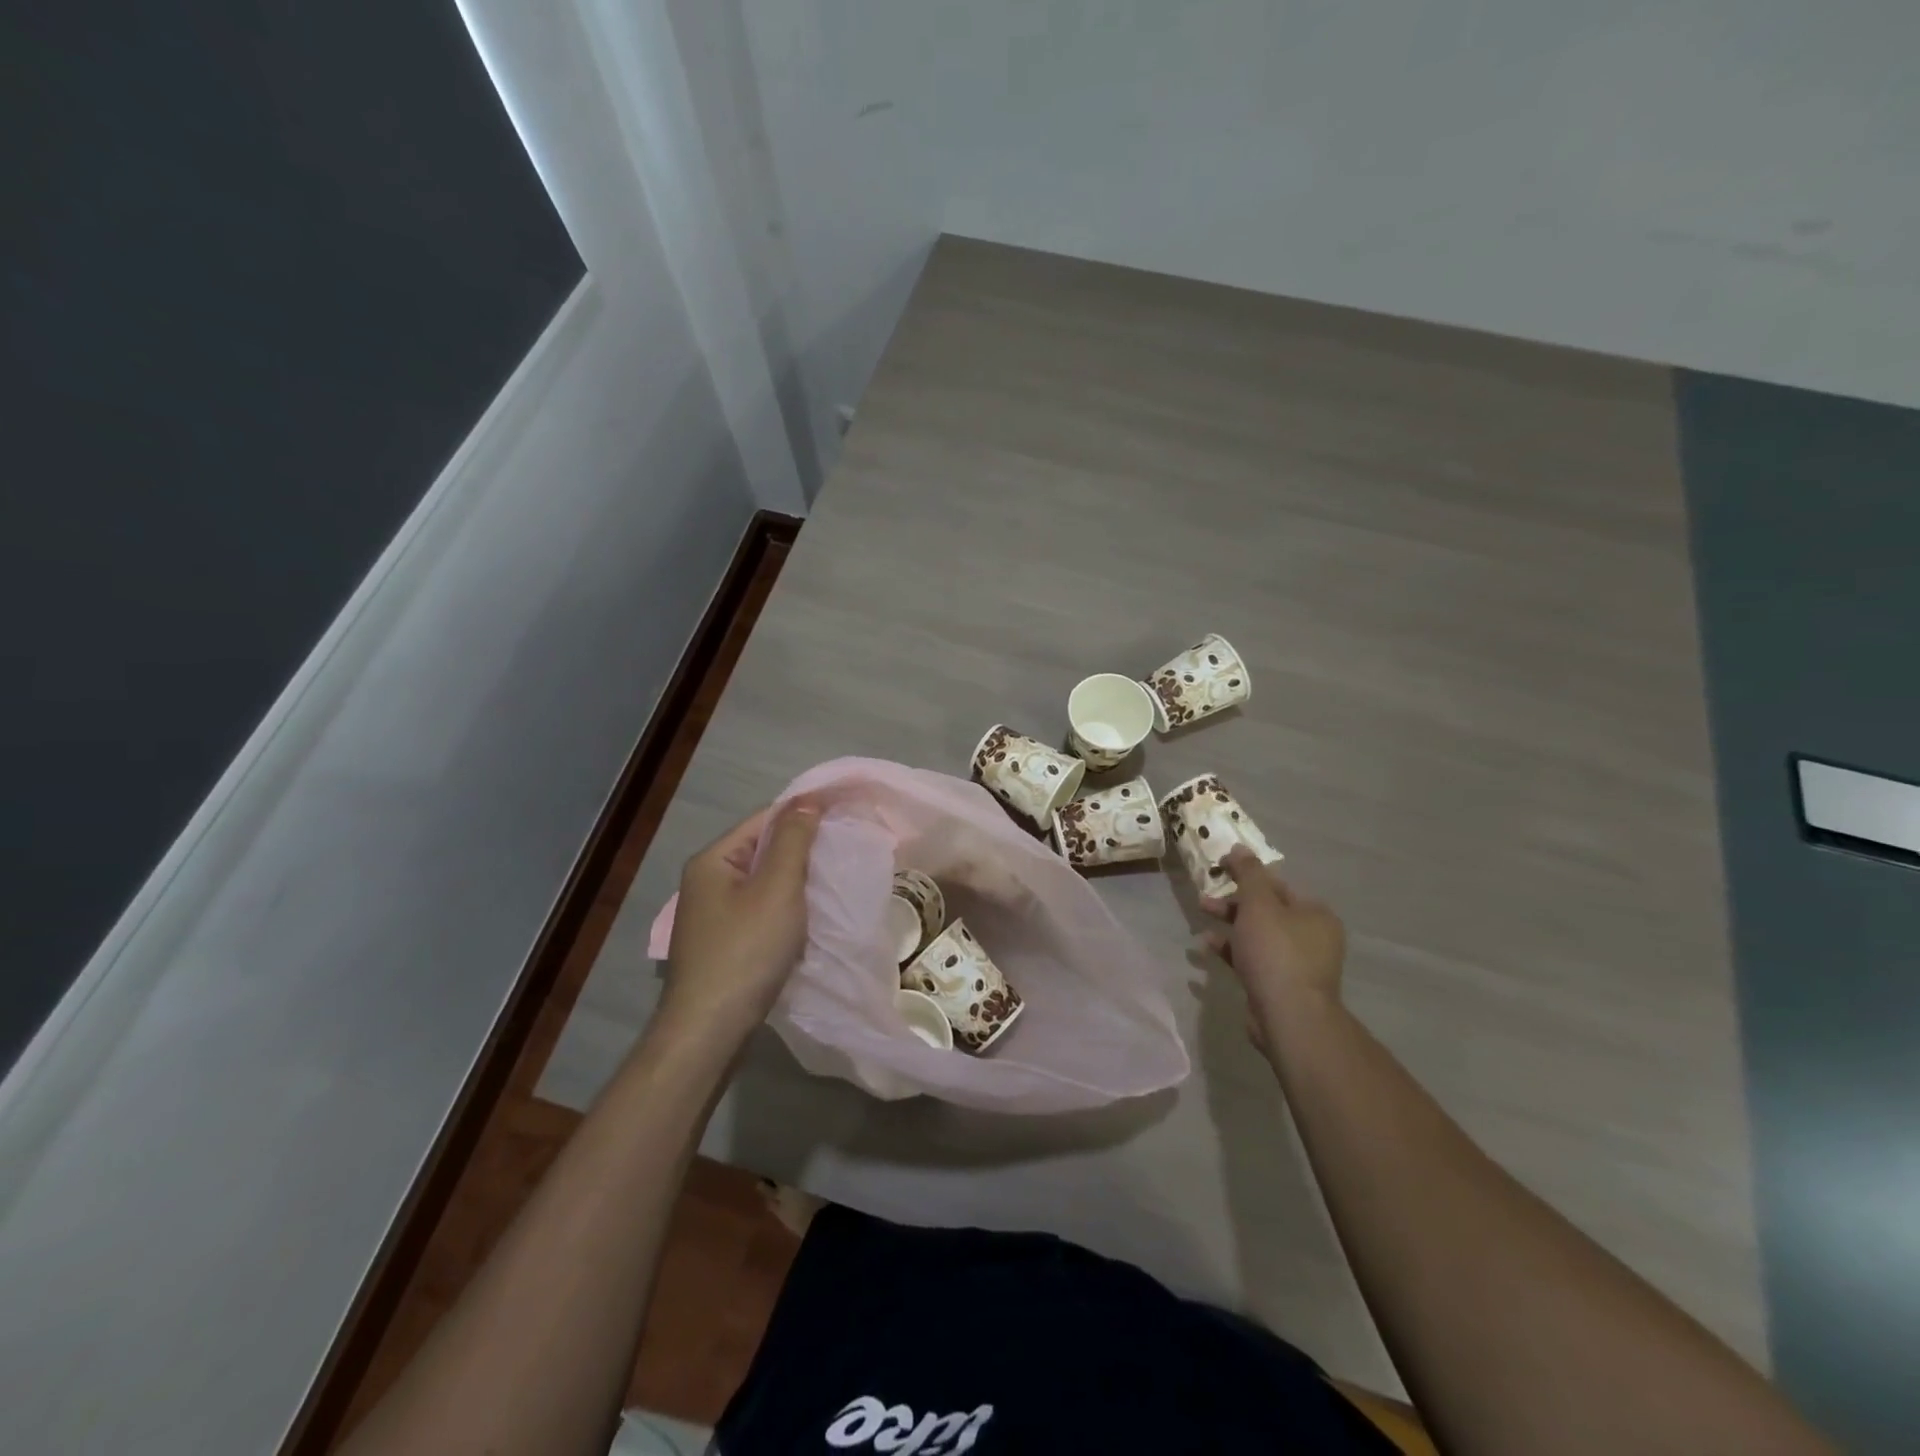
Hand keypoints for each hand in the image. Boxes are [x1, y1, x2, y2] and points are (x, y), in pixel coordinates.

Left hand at [659, 801, 820, 1046]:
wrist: (710, 1030)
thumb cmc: (746, 950)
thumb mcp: (777, 888)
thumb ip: (793, 840)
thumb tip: (808, 800)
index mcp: (713, 860)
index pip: (764, 819)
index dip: (804, 813)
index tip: (844, 814)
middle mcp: (707, 882)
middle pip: (763, 850)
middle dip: (803, 850)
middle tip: (844, 851)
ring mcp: (713, 916)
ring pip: (764, 884)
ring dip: (797, 882)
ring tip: (834, 883)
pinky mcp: (724, 944)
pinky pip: (761, 912)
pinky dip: (787, 910)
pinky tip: (810, 920)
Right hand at [1200, 845, 1345, 1051]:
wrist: (1288, 1016)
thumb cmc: (1276, 952)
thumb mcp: (1258, 904)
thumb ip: (1248, 874)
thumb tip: (1239, 847)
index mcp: (1314, 913)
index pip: (1277, 884)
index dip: (1246, 875)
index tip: (1218, 870)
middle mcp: (1311, 936)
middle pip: (1265, 910)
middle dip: (1232, 903)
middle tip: (1204, 900)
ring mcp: (1296, 964)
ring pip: (1256, 935)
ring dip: (1228, 927)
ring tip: (1200, 924)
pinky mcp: (1279, 985)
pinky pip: (1252, 959)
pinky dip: (1231, 951)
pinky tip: (1206, 949)